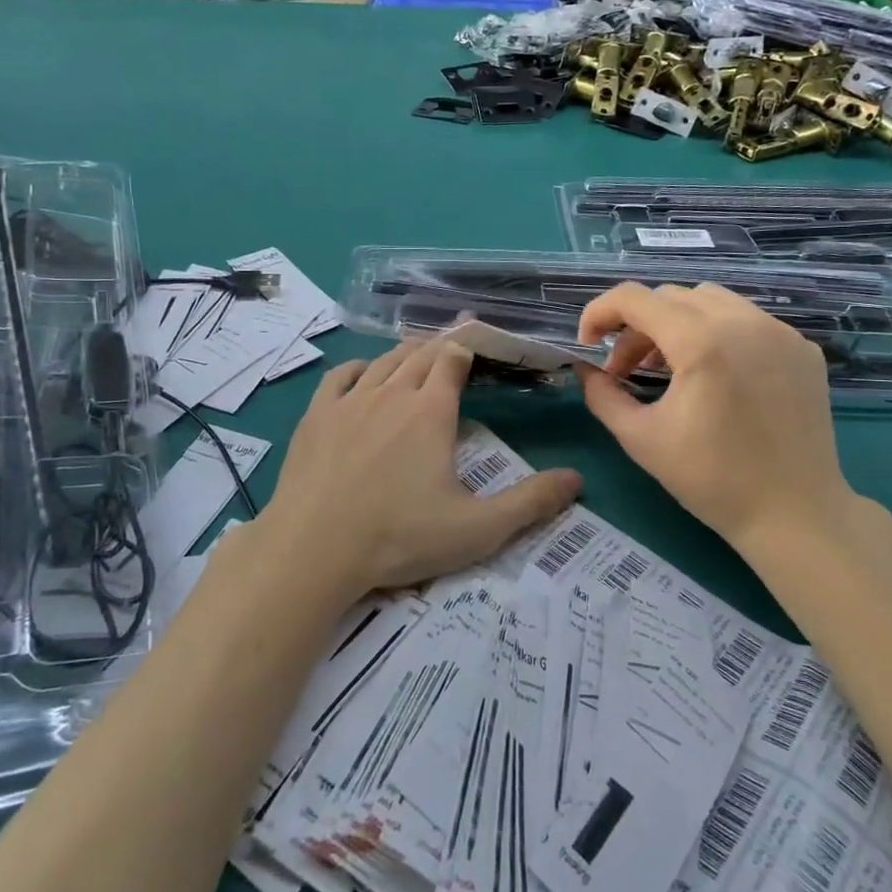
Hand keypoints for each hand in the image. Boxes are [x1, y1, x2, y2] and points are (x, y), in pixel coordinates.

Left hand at [254, 340, 581, 601]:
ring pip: (382, 362)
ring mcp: (348, 401)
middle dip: (441, 346)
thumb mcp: (477, 529)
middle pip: (420, 354)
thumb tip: (578, 479)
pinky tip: (364, 374)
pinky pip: (340, 376)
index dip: (468, 346)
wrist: (313, 549)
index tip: (480, 342)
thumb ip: (531, 503)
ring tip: (417, 354)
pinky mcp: (315, 416)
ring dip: (404, 354)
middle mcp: (391, 393)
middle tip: (455, 345)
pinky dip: (359, 368)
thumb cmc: (399, 538)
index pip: (453, 359)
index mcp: (431, 411)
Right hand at [575, 282, 864, 554]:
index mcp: (701, 343)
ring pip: (711, 300)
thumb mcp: (640, 438)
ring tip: (669, 367)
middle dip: (636, 326)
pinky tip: (715, 375)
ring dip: (676, 323)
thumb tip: (587, 370)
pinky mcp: (801, 348)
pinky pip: (747, 321)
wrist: (794, 514)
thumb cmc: (711, 479)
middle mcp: (743, 323)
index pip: (634, 298)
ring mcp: (779, 332)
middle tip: (624, 369)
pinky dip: (717, 334)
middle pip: (670, 297)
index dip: (599, 313)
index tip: (588, 344)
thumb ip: (602, 395)